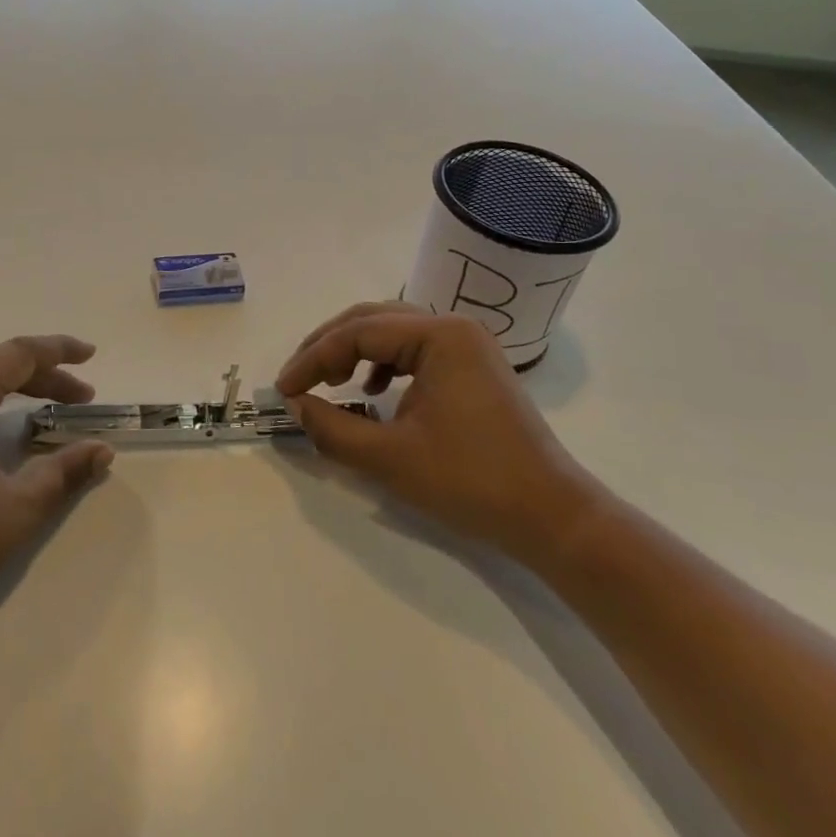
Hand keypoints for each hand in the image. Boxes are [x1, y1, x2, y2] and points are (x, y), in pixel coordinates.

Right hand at [276, 302, 594, 561]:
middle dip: (328, 347)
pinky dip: (382, 362)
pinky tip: (371, 390)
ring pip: (392, 330)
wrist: (552, 516)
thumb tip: (296, 406)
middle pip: (372, 319)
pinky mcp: (472, 366)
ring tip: (329, 381)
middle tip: (298, 379)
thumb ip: (332, 429)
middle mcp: (452, 326)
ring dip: (353, 350)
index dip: (313, 359)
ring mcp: (466, 345)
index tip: (283, 390)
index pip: (357, 333)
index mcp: (438, 336)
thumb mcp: (390, 458)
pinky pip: (413, 348)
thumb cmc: (471, 482)